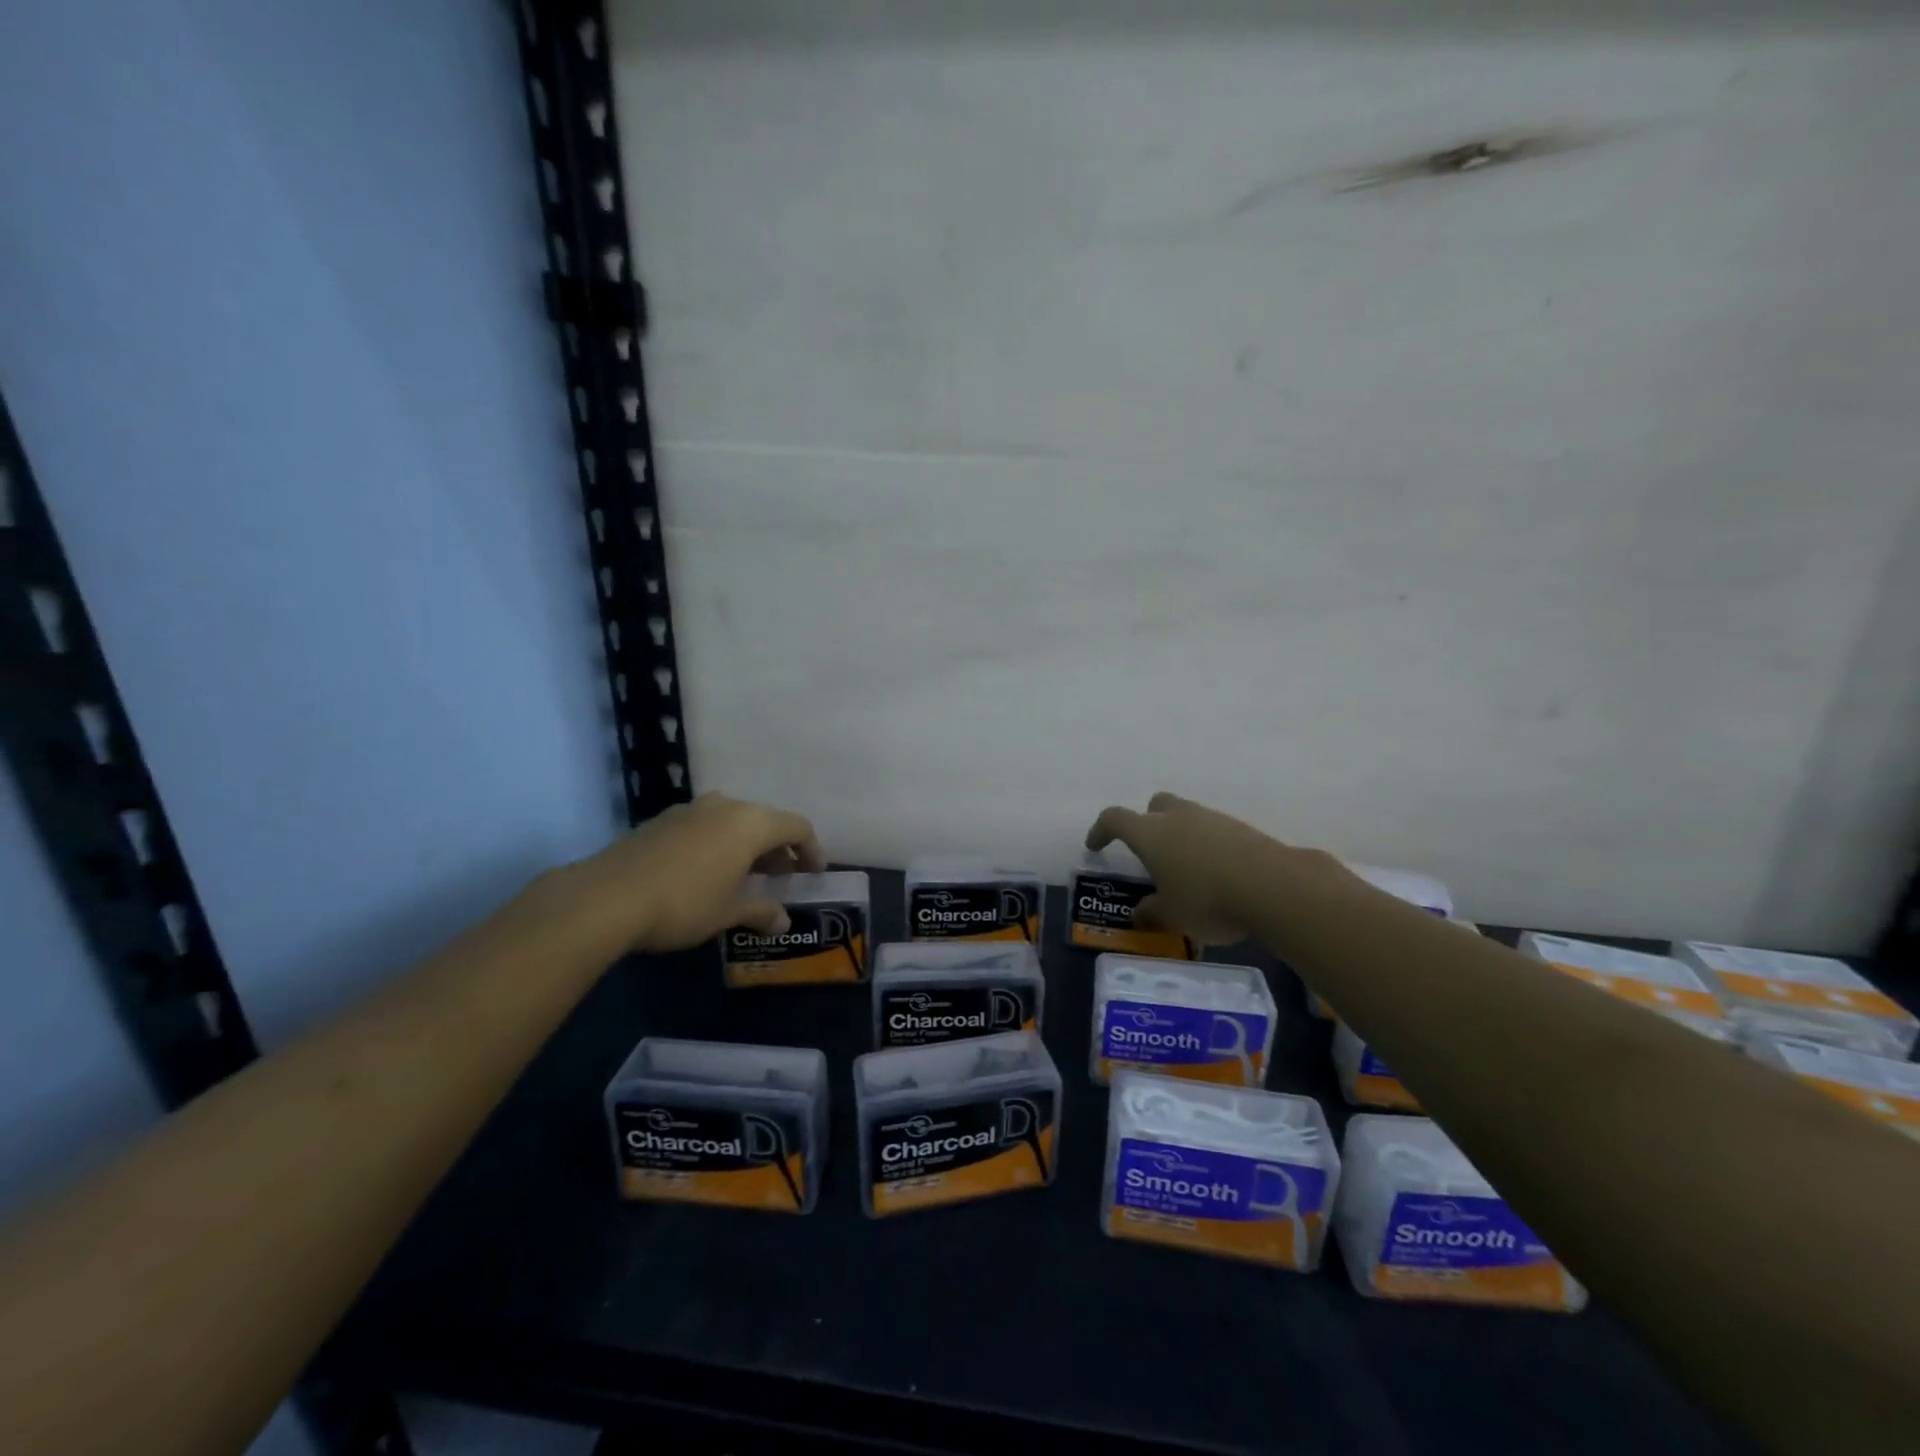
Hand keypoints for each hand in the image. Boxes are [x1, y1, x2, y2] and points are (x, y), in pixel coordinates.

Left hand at [550, 792, 825, 953]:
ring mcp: (690, 809)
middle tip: (782, 876)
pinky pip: (705, 826)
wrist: (607, 897)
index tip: (814, 873)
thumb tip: (782, 921)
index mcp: (750, 823)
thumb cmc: (684, 903)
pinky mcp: (663, 820)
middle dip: (778, 848)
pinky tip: (707, 872)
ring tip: (745, 875)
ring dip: (747, 845)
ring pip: (733, 821)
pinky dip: (718, 843)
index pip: (797, 826)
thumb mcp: (728, 912)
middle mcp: (725, 806)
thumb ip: (761, 911)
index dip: (811, 849)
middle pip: (765, 820)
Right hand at [1085, 792, 1321, 944]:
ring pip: (1187, 817)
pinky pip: (1214, 831)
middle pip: (1155, 806)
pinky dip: (1209, 847)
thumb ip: (1151, 912)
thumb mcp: (1171, 916)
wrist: (1272, 886)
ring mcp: (1212, 819)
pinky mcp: (1241, 828)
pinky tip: (1217, 875)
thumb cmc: (1206, 899)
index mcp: (1150, 833)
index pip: (1114, 819)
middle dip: (1147, 823)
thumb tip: (1139, 913)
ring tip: (1186, 870)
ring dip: (1181, 836)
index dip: (1101, 831)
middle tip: (1149, 852)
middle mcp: (1178, 817)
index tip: (1095, 846)